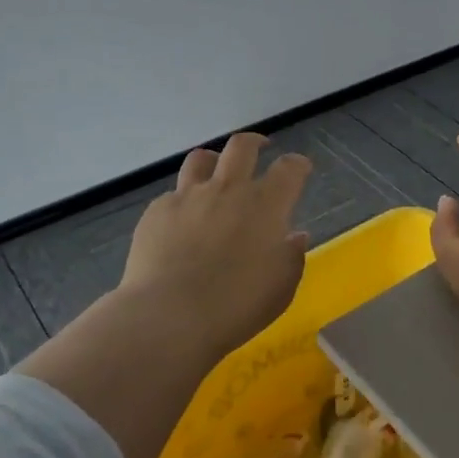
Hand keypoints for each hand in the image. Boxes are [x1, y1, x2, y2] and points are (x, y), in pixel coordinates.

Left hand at [118, 132, 313, 358]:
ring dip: (214, 160)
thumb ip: (292, 257)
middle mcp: (228, 189)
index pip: (289, 168)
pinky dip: (184, 201)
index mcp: (266, 205)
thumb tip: (294, 236)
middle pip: (242, 146)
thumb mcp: (281, 289)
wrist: (169, 315)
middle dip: (255, 142)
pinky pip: (174, 195)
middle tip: (260, 148)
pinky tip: (182, 221)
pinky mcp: (158, 210)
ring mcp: (189, 196)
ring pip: (201, 159)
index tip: (300, 169)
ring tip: (216, 171)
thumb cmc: (236, 307)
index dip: (298, 164)